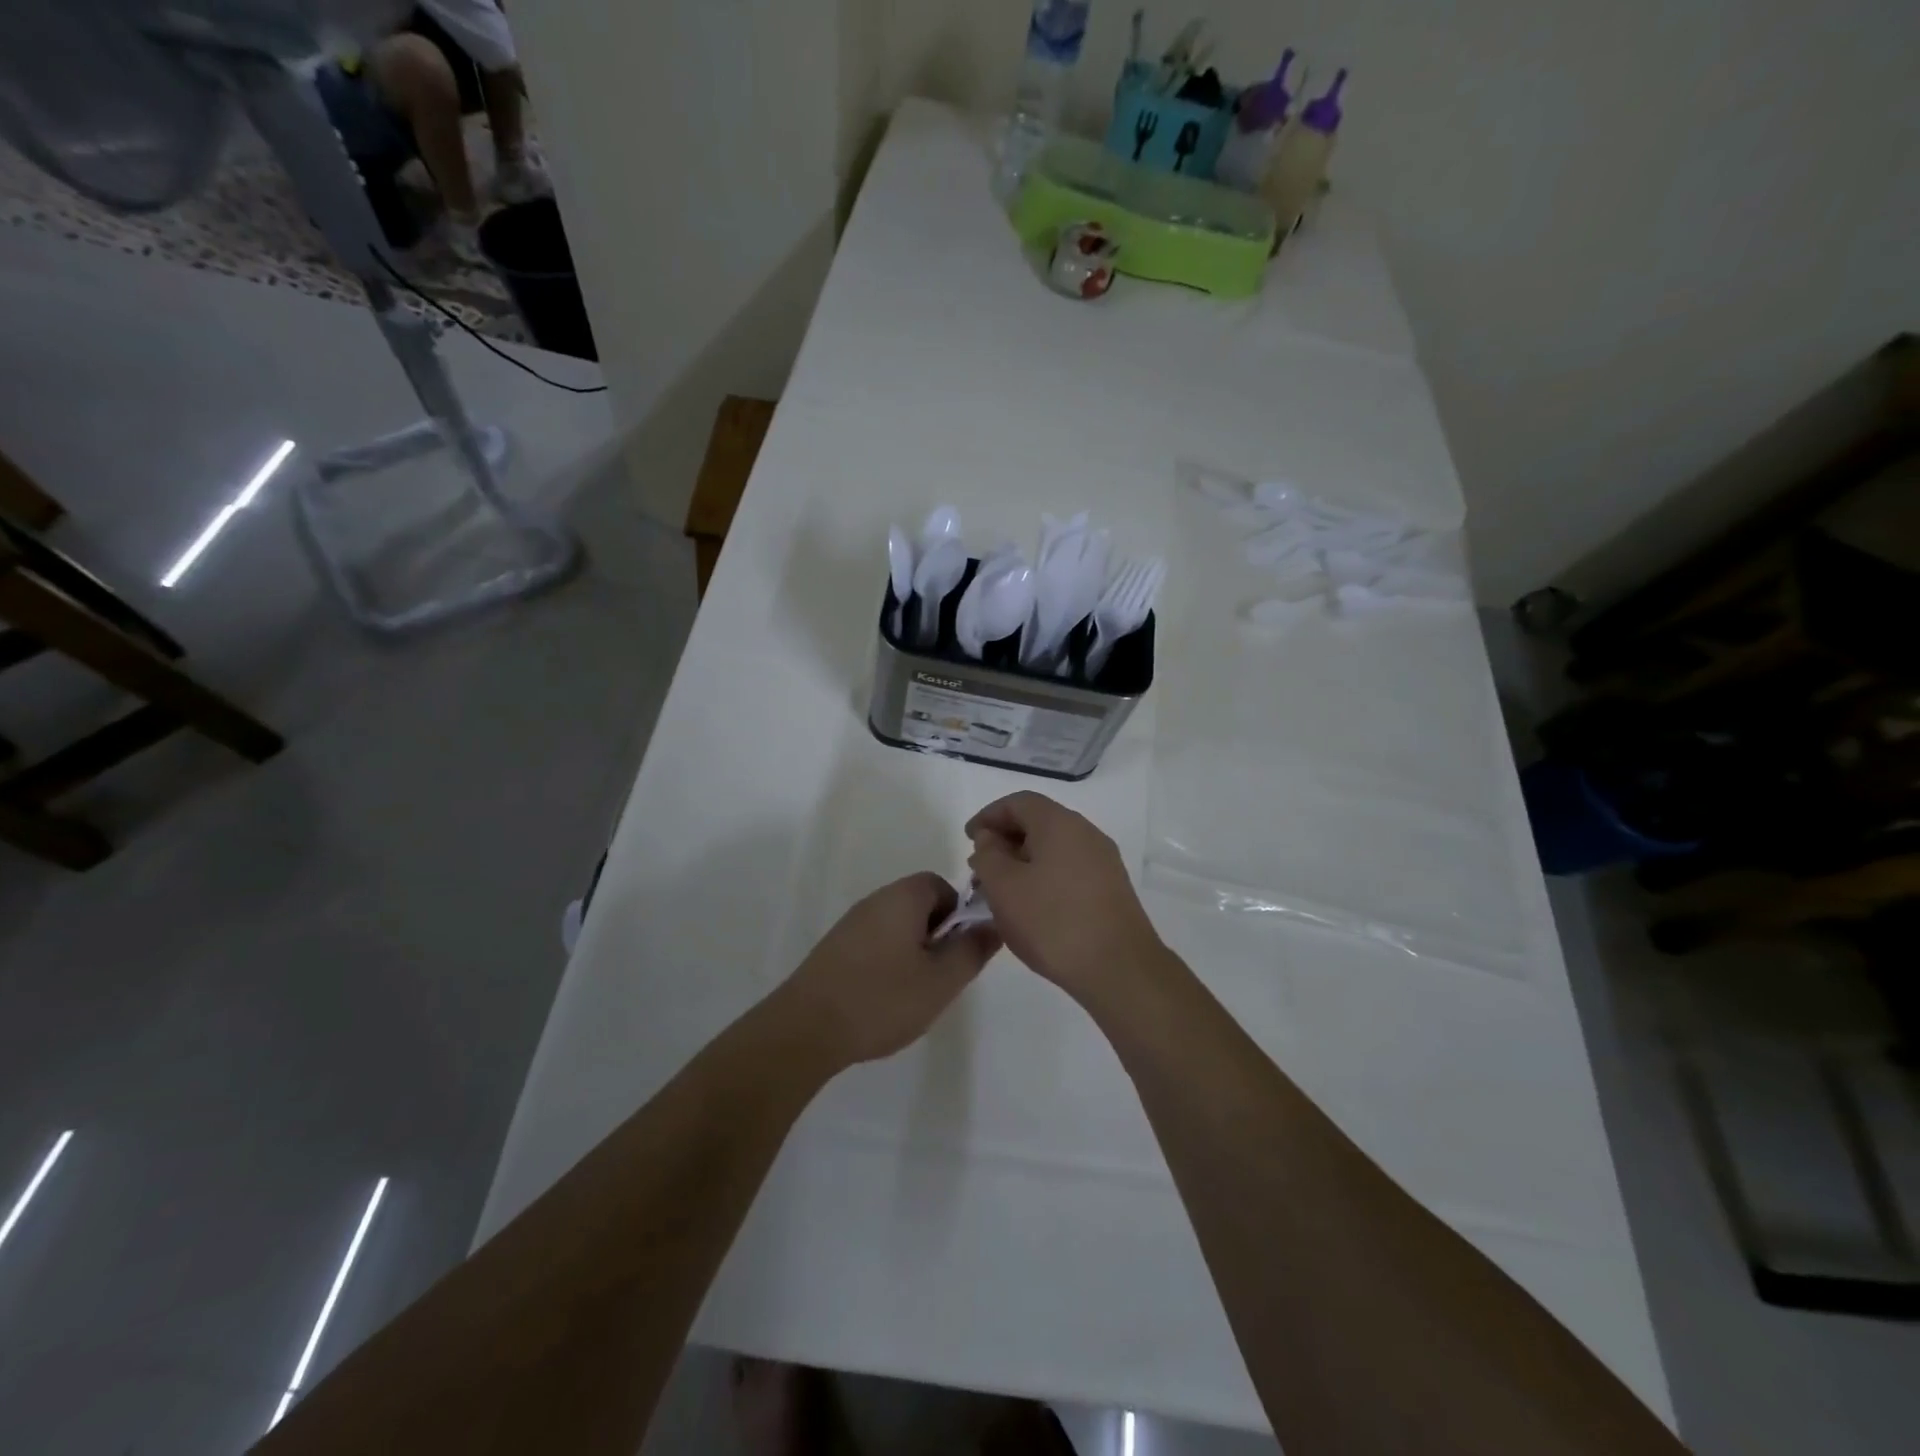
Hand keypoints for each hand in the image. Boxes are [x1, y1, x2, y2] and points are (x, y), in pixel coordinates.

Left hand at [776, 872, 999, 1069]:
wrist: (805, 1028)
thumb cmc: (882, 999)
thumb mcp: (941, 980)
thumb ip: (972, 949)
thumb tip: (994, 924)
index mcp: (902, 897)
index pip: (942, 885)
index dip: (959, 915)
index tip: (959, 951)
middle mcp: (875, 900)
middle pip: (919, 905)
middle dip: (937, 936)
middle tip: (940, 976)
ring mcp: (851, 924)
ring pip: (897, 927)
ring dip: (913, 952)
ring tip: (914, 992)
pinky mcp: (834, 949)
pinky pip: (875, 943)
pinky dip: (888, 963)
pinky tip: (884, 999)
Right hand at [966, 792, 1165, 1007]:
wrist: (1119, 968)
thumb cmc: (1053, 922)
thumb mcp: (1004, 887)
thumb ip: (988, 855)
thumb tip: (990, 839)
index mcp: (1059, 823)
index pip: (1018, 802)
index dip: (988, 816)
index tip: (968, 839)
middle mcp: (1086, 833)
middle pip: (1038, 823)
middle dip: (1005, 841)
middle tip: (980, 869)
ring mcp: (1103, 861)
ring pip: (1054, 849)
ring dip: (1023, 862)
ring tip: (1001, 893)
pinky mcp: (1111, 888)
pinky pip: (1069, 869)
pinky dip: (1044, 877)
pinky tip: (1031, 907)